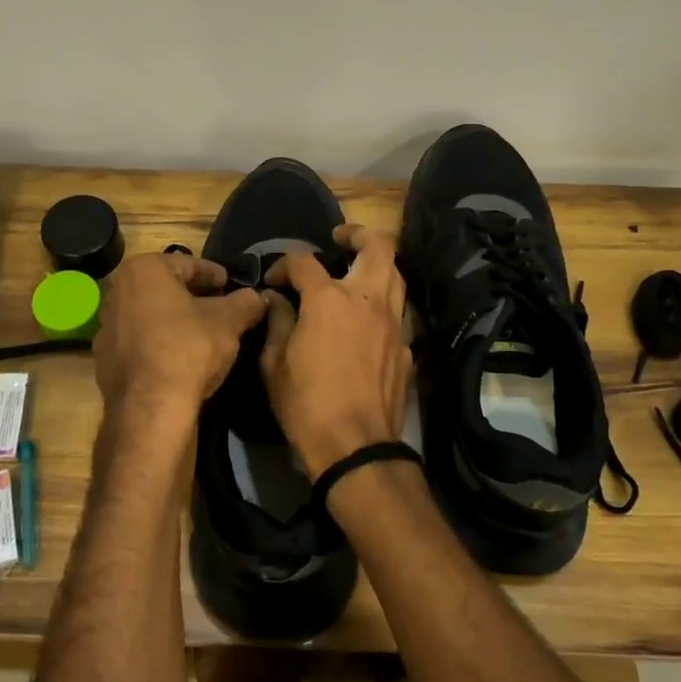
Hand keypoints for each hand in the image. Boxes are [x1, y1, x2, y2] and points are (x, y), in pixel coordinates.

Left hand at [93, 252, 266, 417]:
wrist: (150, 408)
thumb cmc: (189, 348)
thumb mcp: (229, 321)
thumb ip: (246, 302)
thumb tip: (258, 297)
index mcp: (144, 270)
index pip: (188, 264)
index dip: (214, 275)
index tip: (230, 285)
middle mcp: (117, 291)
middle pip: (165, 288)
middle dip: (193, 296)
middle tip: (220, 308)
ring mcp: (106, 326)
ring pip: (150, 315)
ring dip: (174, 320)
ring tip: (202, 335)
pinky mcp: (103, 358)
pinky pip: (139, 342)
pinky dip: (158, 343)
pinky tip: (179, 359)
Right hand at [260, 225, 412, 477]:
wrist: (355, 447)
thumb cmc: (306, 404)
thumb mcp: (274, 364)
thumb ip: (276, 322)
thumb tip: (276, 300)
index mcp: (329, 300)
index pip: (304, 262)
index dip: (284, 264)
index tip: (274, 281)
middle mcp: (367, 300)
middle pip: (377, 247)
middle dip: (358, 234)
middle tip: (340, 238)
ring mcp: (393, 323)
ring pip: (395, 275)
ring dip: (377, 264)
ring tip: (357, 270)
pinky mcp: (406, 347)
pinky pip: (397, 311)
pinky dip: (382, 303)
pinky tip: (367, 319)